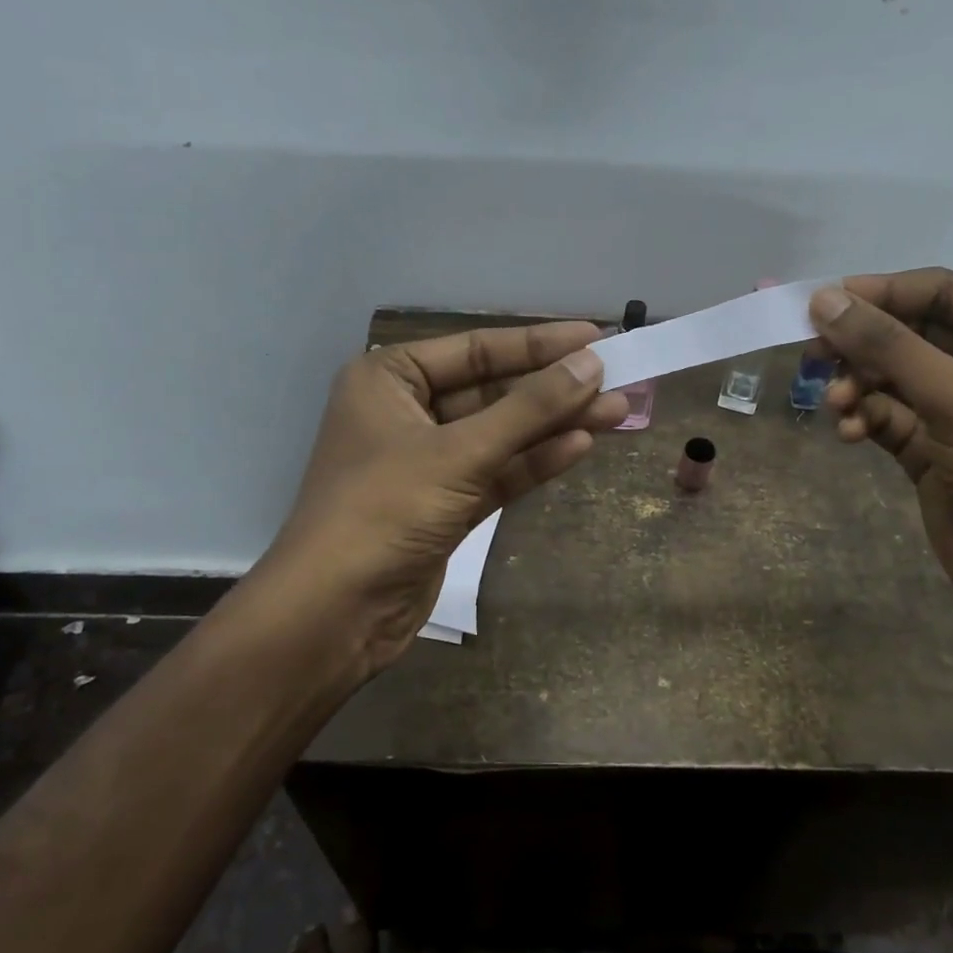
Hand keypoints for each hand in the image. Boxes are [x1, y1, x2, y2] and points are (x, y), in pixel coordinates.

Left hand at [247, 320, 627, 674]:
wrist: (335, 615)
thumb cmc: (385, 511)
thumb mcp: (460, 453)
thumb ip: (529, 408)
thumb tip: (591, 365)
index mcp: (389, 379)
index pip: (475, 348)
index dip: (538, 343)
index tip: (594, 337)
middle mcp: (406, 412)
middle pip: (492, 391)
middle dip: (553, 388)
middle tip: (616, 377)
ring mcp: (427, 462)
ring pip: (501, 434)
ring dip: (555, 424)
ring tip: (617, 411)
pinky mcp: (445, 505)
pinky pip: (498, 472)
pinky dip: (535, 460)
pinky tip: (581, 445)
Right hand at [808, 269, 952, 628]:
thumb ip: (887, 344)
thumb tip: (823, 299)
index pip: (939, 292)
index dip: (880, 293)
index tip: (821, 303)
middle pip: (908, 331)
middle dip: (862, 346)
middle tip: (813, 355)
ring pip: (890, 372)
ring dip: (858, 384)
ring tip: (836, 405)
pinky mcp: (931, 439)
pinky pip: (886, 410)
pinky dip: (864, 416)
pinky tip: (850, 433)